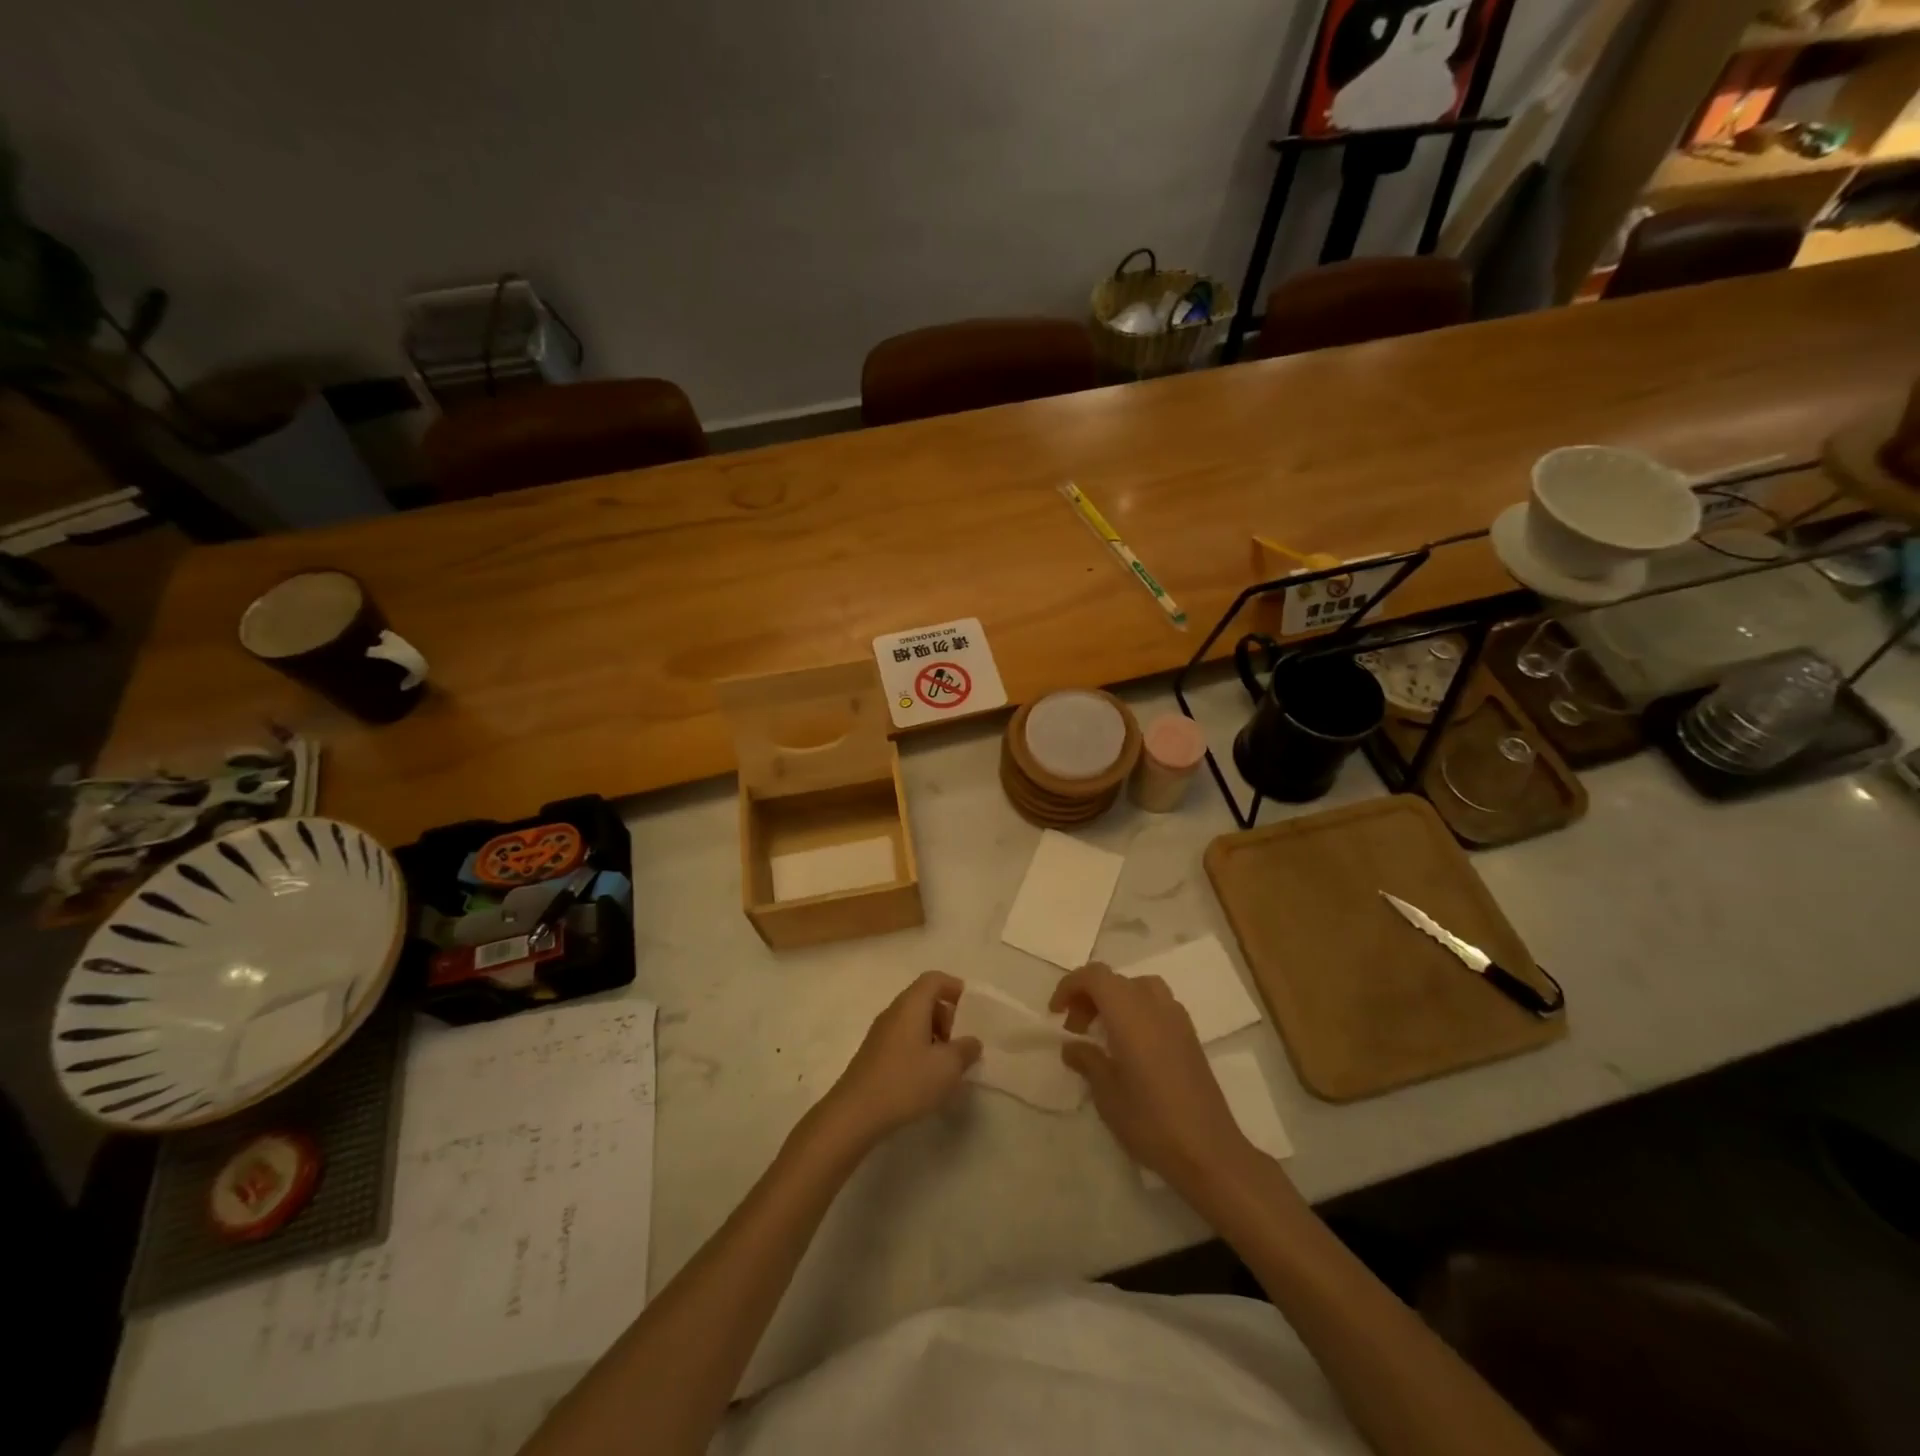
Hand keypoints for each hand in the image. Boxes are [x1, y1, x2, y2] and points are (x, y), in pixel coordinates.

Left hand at [816, 972, 980, 1150]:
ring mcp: (880, 1033)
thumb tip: (971, 1041)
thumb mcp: (947, 1067)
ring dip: (934, 1035)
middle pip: (924, 999)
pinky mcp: (873, 1054)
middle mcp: (894, 1012)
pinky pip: (903, 1039)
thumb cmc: (905, 1082)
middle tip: (960, 1042)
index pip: (934, 979)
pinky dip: (919, 1048)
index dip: (955, 988)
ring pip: (913, 1021)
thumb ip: (965, 1050)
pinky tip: (926, 1077)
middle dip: (947, 1016)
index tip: (972, 1009)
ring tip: (946, 1064)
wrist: (854, 1113)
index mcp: (911, 1005)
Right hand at [1051, 963, 1252, 1190]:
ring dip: (1114, 1000)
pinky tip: (1131, 1047)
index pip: (1094, 976)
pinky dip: (1136, 1011)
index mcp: (1130, 1013)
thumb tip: (1072, 1046)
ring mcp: (1177, 1018)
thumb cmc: (1150, 1120)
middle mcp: (1154, 1005)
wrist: (1209, 1152)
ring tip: (1103, 1033)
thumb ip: (1087, 1060)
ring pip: (1138, 988)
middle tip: (1075, 1029)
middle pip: (1115, 980)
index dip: (1070, 986)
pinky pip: (1156, 1005)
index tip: (1055, 1013)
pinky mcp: (1190, 1036)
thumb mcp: (1106, 1093)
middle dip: (1089, 996)